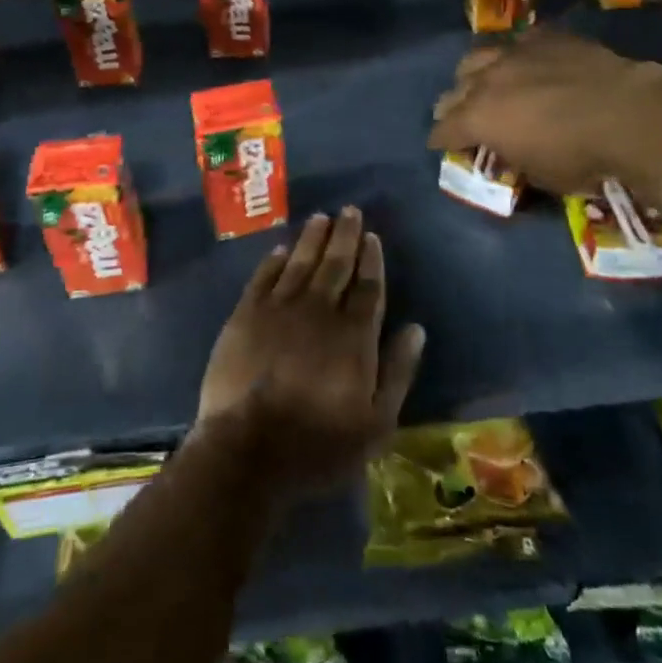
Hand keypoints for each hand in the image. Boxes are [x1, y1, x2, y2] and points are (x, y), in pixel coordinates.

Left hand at [197, 207, 425, 495]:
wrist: (248, 451)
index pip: (367, 286)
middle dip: (345, 235)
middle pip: (335, 264)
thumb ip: (398, 373)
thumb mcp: (375, 424)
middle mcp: (318, 311)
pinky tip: (281, 248)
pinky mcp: (245, 315)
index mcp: (353, 336)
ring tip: (321, 218)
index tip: (373, 237)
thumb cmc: (318, 446)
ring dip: (312, 238)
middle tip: (350, 210)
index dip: (371, 259)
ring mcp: (279, 309)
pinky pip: (263, 277)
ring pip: (300, 263)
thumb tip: (416, 329)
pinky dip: (274, 260)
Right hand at [427, 30, 661, 199]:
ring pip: (479, 57)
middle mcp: (489, 79)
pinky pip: (520, 42)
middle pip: (455, 89)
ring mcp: (518, 53)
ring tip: (484, 83)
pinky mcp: (549, 38)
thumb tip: (506, 149)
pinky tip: (527, 63)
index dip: (440, 140)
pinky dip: (517, 55)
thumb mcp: (540, 174)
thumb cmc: (584, 158)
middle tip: (459, 118)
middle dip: (452, 106)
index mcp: (479, 117)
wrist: (634, 117)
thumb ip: (512, 157)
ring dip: (475, 74)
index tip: (440, 146)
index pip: (444, 129)